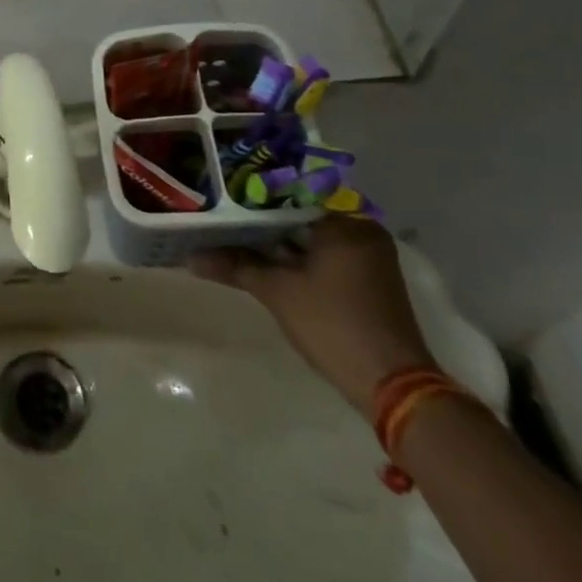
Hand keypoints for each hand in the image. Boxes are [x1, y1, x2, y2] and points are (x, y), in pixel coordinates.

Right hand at [190, 216, 436, 419]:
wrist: (391, 384)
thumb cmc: (332, 324)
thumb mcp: (276, 291)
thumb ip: (235, 266)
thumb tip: (190, 257)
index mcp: (346, 223)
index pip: (288, 197)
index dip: (252, 201)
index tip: (221, 203)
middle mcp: (364, 231)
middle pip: (301, 217)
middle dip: (264, 224)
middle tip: (224, 221)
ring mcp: (372, 257)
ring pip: (313, 238)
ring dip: (281, 243)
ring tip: (237, 240)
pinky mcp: (372, 280)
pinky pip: (328, 256)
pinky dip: (300, 259)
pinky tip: (268, 263)